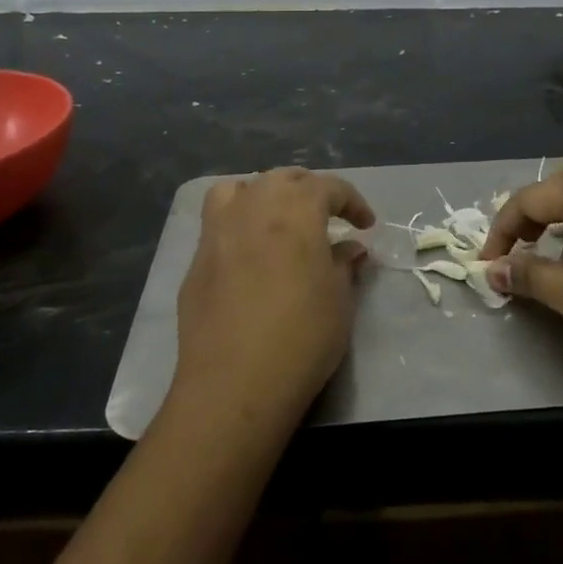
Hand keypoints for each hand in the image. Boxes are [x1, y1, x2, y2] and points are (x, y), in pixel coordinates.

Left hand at [171, 167, 375, 429]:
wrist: (234, 384)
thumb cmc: (301, 337)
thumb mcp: (339, 300)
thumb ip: (344, 264)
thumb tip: (350, 247)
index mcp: (295, 210)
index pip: (328, 187)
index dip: (352, 202)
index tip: (366, 225)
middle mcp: (254, 206)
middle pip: (283, 178)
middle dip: (310, 190)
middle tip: (328, 217)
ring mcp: (219, 230)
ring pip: (242, 188)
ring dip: (265, 194)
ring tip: (278, 219)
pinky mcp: (196, 259)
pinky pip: (218, 220)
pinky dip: (238, 220)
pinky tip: (249, 250)